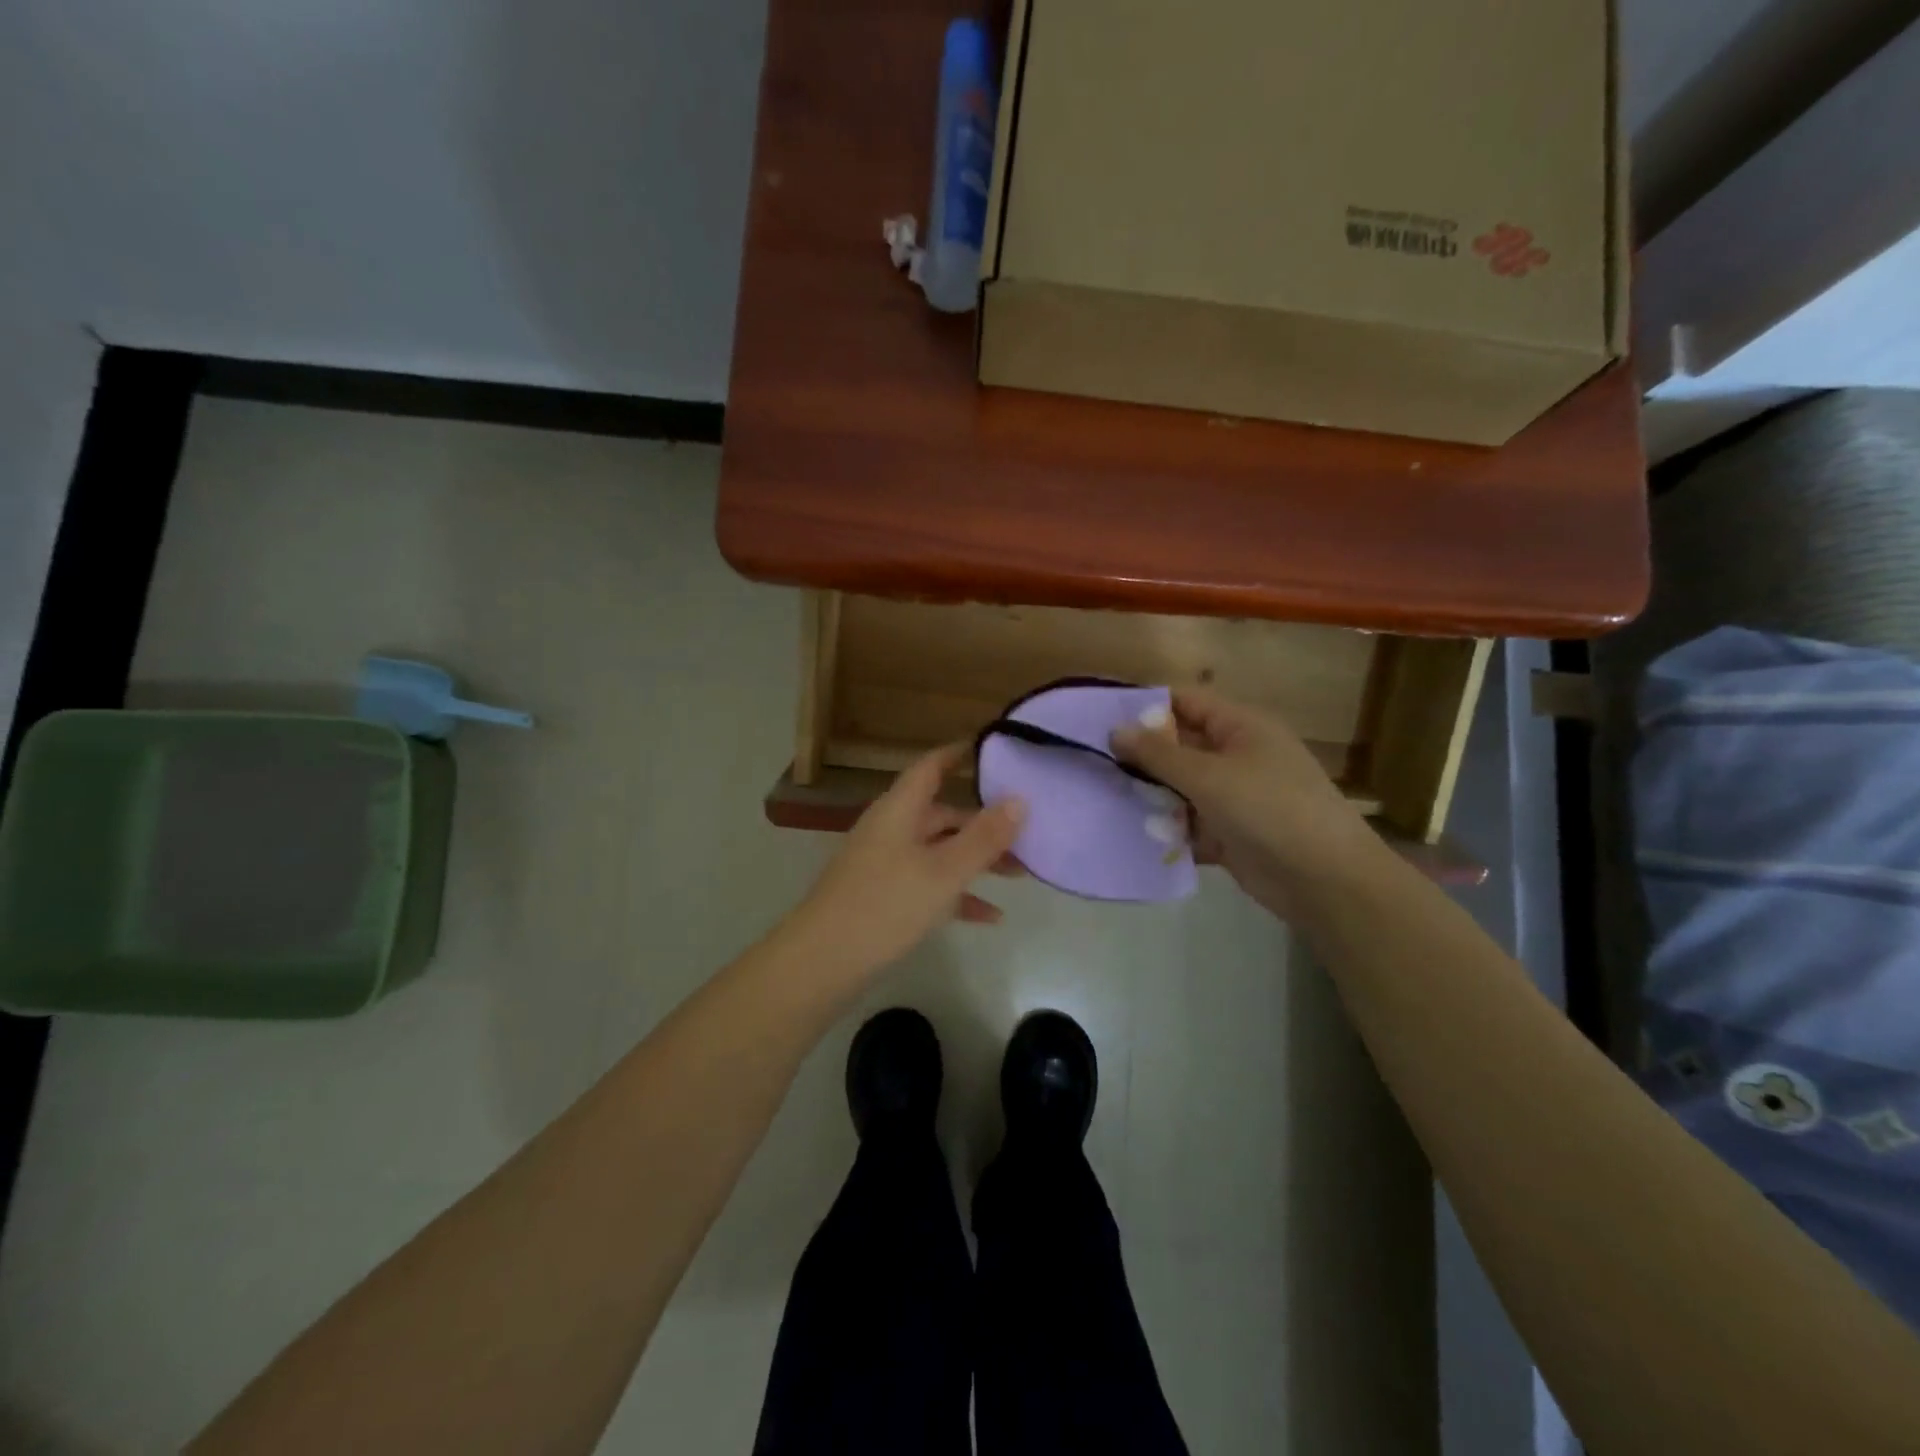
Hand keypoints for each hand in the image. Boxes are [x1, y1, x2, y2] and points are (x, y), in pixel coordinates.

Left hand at [783, 744, 1026, 978]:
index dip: (959, 754)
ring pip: (939, 851)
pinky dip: (957, 894)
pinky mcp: (883, 896)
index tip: (993, 749)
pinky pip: (928, 885)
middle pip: (942, 814)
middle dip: (984, 823)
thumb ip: (983, 837)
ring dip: (976, 860)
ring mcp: (885, 863)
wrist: (822, 961)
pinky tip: (991, 916)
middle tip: (1026, 831)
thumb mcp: (944, 871)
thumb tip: (1020, 799)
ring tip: (1019, 874)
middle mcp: (891, 829)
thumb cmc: (885, 905)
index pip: (931, 767)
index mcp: (899, 810)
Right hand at [1111, 687, 1372, 916]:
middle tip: (1094, 765)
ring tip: (1103, 800)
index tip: (1101, 721)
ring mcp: (1234, 797)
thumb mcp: (1208, 775)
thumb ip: (1158, 754)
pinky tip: (1130, 835)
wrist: (1324, 880)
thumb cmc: (1268, 809)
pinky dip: (1165, 829)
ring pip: (1180, 788)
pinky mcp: (1229, 834)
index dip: (1145, 708)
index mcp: (1240, 727)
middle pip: (1179, 747)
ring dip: (1149, 796)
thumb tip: (1115, 730)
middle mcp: (1236, 756)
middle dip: (1141, 756)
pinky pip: (1188, 824)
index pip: (1185, 702)